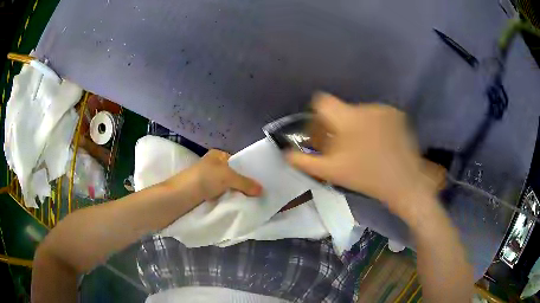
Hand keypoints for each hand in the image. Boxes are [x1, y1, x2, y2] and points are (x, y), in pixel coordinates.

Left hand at [164, 149, 261, 201]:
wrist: (181, 196)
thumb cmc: (204, 179)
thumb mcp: (228, 177)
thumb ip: (245, 183)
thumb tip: (262, 190)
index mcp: (217, 155)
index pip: (237, 161)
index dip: (248, 170)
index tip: (260, 181)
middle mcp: (213, 166)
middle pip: (233, 175)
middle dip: (243, 184)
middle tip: (258, 193)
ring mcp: (208, 180)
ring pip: (228, 186)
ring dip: (236, 193)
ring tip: (251, 200)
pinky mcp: (205, 193)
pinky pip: (221, 195)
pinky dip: (228, 199)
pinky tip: (237, 205)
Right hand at [287, 93, 439, 220]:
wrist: (404, 182)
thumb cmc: (366, 178)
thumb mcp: (331, 172)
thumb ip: (304, 161)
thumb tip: (285, 153)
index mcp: (347, 118)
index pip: (322, 102)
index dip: (317, 115)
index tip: (322, 133)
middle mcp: (365, 107)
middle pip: (341, 109)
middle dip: (335, 125)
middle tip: (341, 147)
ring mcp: (383, 109)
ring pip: (359, 113)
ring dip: (355, 126)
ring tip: (362, 147)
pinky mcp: (397, 114)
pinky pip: (376, 115)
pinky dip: (372, 125)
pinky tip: (378, 143)